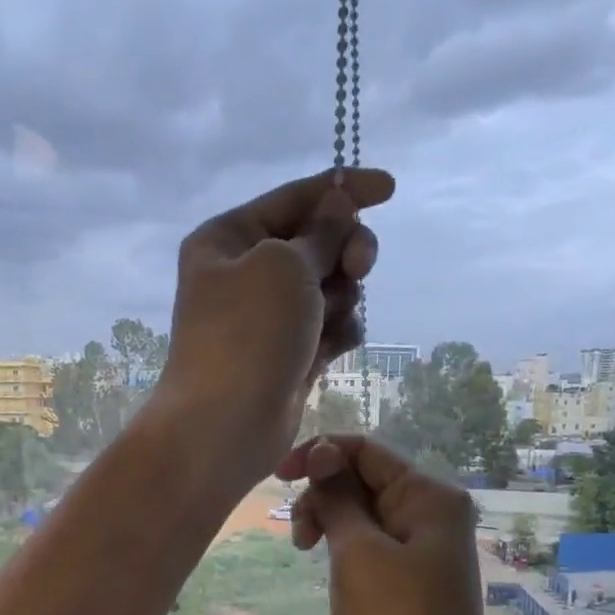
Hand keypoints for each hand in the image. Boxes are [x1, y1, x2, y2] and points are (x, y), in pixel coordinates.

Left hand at [154, 167, 393, 487]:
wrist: (225, 425)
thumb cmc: (247, 334)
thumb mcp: (285, 265)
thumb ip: (322, 231)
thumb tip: (339, 204)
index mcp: (227, 239)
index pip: (292, 198)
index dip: (342, 189)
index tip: (390, 190)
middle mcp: (245, 273)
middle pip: (316, 241)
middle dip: (345, 249)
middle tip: (359, 266)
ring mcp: (268, 318)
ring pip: (328, 286)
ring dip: (341, 295)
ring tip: (328, 319)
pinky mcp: (289, 355)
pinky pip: (329, 327)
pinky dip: (339, 331)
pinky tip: (336, 346)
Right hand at [279, 436, 504, 614]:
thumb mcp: (358, 553)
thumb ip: (338, 498)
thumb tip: (322, 453)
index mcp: (429, 495)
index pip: (365, 450)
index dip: (318, 454)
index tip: (277, 478)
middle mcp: (431, 511)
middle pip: (363, 479)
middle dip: (322, 495)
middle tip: (300, 536)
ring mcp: (423, 544)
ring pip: (363, 511)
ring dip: (329, 521)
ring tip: (305, 551)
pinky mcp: (412, 573)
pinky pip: (371, 541)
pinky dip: (344, 544)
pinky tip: (328, 564)